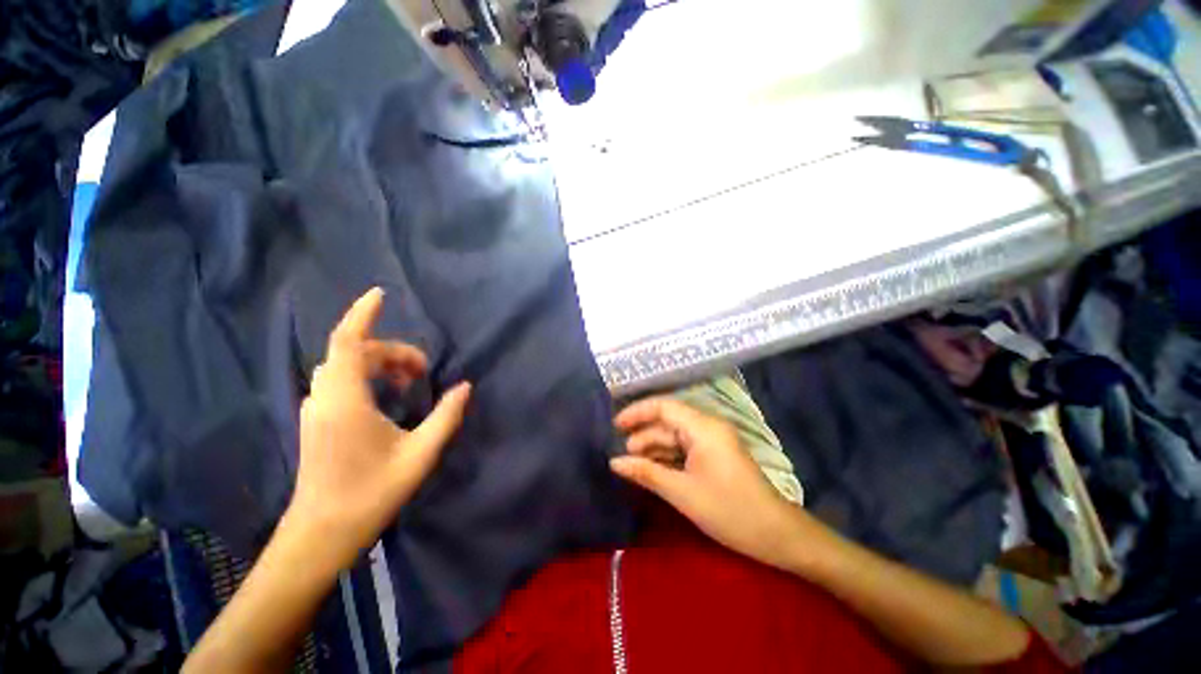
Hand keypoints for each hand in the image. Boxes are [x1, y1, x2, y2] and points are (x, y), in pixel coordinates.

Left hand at [287, 287, 470, 568]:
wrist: (320, 534)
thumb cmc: (370, 493)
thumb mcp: (419, 454)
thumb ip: (446, 416)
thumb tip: (464, 387)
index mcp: (346, 400)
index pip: (348, 342)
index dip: (362, 314)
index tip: (380, 293)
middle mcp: (325, 397)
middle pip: (355, 353)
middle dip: (392, 351)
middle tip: (424, 370)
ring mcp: (317, 409)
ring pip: (346, 366)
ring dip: (379, 363)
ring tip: (410, 381)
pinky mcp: (317, 420)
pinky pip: (341, 381)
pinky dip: (367, 375)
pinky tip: (388, 395)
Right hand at [610, 397, 807, 570]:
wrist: (776, 534)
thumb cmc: (729, 510)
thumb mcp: (682, 492)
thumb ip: (646, 472)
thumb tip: (614, 462)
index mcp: (703, 427)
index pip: (663, 406)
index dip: (637, 412)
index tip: (615, 426)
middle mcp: (708, 426)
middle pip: (668, 421)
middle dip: (644, 434)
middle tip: (622, 455)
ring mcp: (713, 440)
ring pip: (676, 435)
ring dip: (654, 447)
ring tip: (632, 463)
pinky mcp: (716, 454)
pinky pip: (685, 447)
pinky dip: (668, 456)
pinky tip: (653, 468)